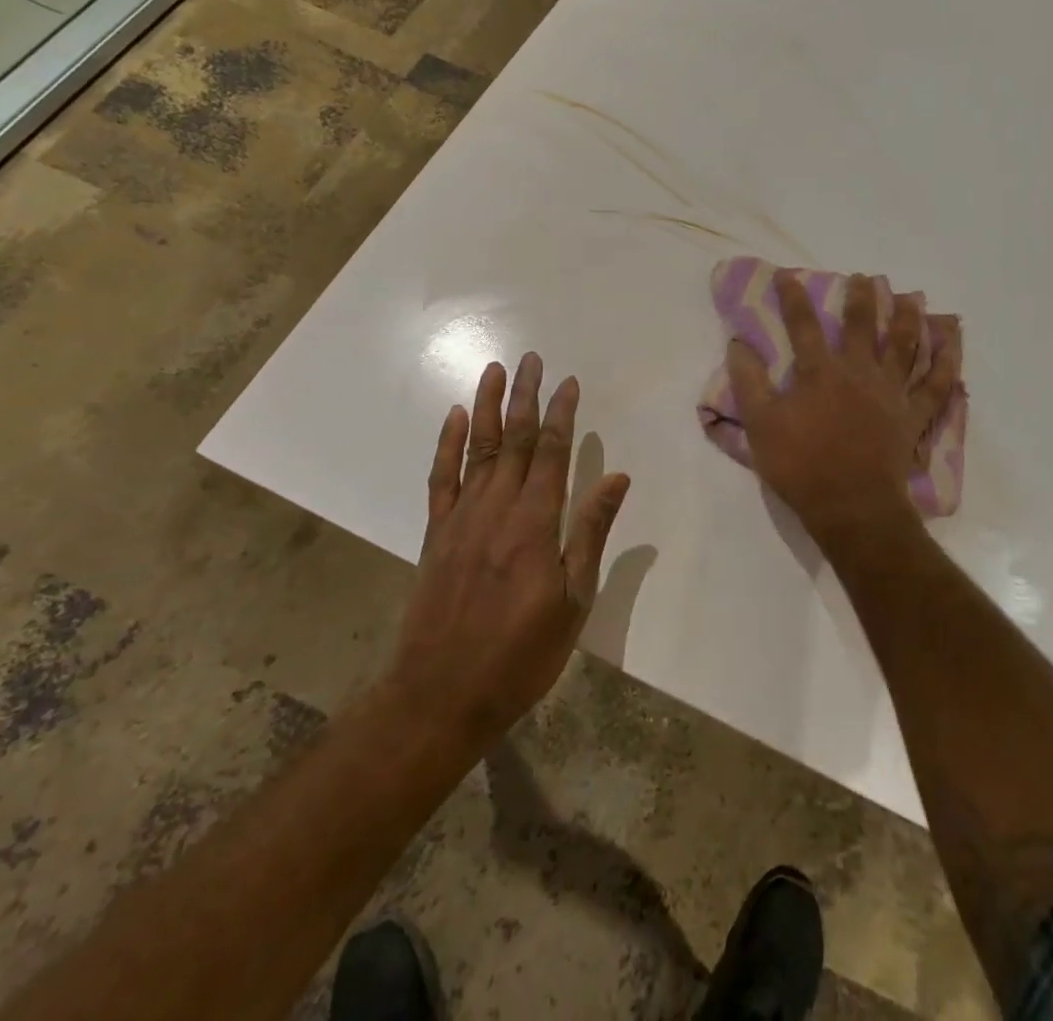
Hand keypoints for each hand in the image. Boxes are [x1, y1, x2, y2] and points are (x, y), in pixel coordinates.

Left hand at [386, 353, 630, 746]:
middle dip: (524, 396)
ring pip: (476, 448)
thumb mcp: (573, 601)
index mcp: (534, 523)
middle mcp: (496, 508)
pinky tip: (453, 418)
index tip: (568, 382)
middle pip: (512, 439)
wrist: (441, 695)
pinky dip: (447, 444)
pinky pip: (441, 478)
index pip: (550, 452)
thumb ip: (591, 533)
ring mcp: (461, 518)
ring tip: (494, 370)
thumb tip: (617, 478)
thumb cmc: (520, 654)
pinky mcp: (436, 533)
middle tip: (531, 358)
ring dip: (486, 406)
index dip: (560, 414)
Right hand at [727, 272, 959, 536]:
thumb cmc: (802, 466)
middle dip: (862, 298)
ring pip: (904, 345)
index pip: (803, 325)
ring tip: (910, 297)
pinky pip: (936, 384)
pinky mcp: (913, 415)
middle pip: (862, 325)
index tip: (787, 275)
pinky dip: (946, 362)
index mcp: (820, 372)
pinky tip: (951, 343)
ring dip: (907, 317)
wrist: (852, 507)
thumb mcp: (761, 426)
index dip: (793, 298)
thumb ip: (748, 383)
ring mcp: (891, 392)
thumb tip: (737, 344)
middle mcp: (859, 372)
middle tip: (865, 278)